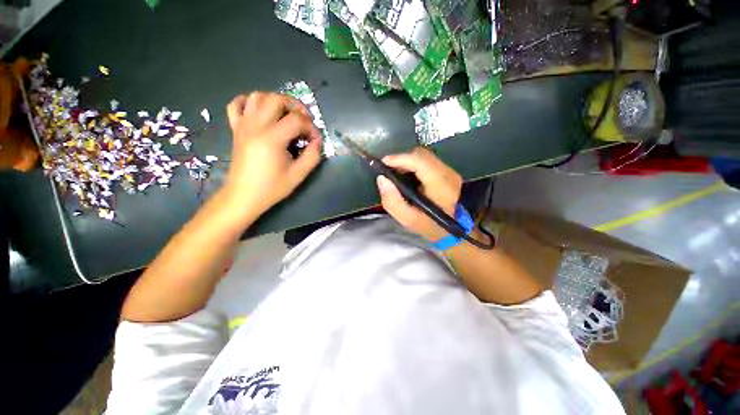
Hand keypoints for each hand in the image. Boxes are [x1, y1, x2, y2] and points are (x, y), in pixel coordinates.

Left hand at [222, 92, 322, 220]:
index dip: (311, 127)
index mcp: (272, 138)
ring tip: (286, 115)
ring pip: (258, 96)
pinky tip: (260, 112)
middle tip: (304, 121)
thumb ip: (312, 156)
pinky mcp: (235, 128)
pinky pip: (236, 104)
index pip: (297, 120)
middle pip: (277, 99)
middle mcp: (256, 125)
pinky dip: (249, 102)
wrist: (243, 195)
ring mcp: (243, 125)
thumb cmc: (272, 187)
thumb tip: (317, 141)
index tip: (315, 139)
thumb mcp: (299, 174)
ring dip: (275, 101)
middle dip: (295, 106)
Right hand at [376, 147, 461, 241]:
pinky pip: (427, 161)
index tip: (383, 163)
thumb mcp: (408, 219)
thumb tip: (382, 178)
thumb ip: (392, 201)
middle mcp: (448, 173)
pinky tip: (407, 176)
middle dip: (401, 160)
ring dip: (407, 162)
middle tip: (388, 171)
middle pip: (421, 155)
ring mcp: (450, 171)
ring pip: (423, 156)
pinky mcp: (447, 171)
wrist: (451, 228)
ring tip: (396, 175)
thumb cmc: (429, 225)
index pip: (420, 161)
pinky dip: (414, 165)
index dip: (400, 158)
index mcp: (440, 185)